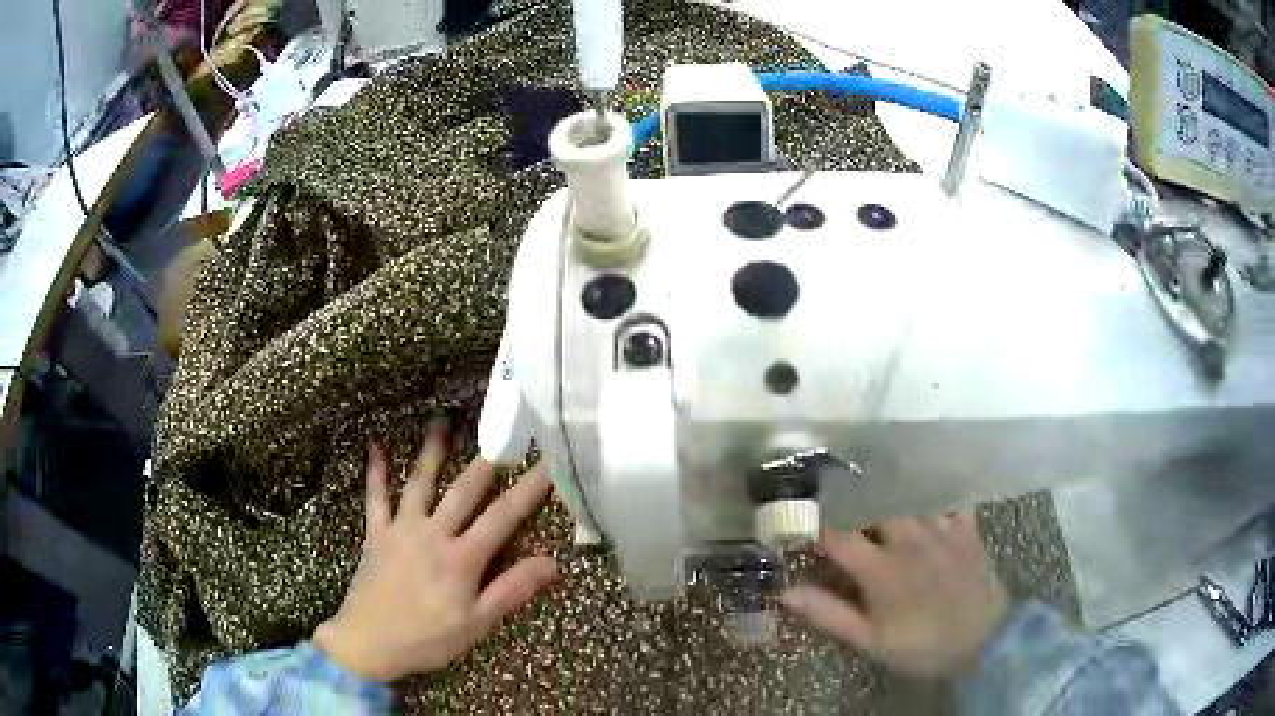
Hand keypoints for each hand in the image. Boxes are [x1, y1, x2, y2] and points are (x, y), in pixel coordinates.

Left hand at [312, 423, 557, 682]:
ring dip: (431, 453)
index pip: (503, 517)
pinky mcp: (376, 534)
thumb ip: (512, 589)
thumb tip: (552, 562)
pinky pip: (376, 497)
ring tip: (440, 422)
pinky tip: (375, 447)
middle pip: (463, 492)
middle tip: (501, 434)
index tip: (548, 464)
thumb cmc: (428, 638)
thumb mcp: (477, 623)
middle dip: (486, 463)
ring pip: (419, 483)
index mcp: (461, 557)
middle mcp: (432, 533)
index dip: (529, 490)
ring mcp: (401, 529)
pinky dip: (376, 472)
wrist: (368, 642)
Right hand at [781, 512, 1008, 676]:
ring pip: (908, 496)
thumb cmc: (922, 644)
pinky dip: (932, 492)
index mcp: (881, 569)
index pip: (838, 535)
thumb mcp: (871, 640)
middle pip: (873, 505)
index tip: (802, 525)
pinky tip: (924, 492)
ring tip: (876, 494)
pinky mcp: (966, 525)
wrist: (983, 639)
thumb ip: (829, 614)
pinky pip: (947, 496)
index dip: (815, 527)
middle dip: (853, 503)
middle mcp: (909, 539)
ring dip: (888, 494)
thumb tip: (786, 591)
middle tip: (842, 508)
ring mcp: (941, 528)